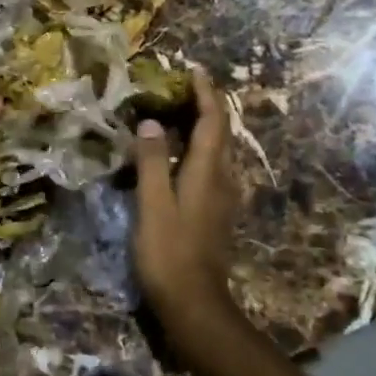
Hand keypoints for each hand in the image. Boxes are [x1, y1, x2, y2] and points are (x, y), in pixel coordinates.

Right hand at [132, 68, 239, 322]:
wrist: (196, 305)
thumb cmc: (169, 254)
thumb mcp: (153, 205)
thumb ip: (152, 162)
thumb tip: (152, 122)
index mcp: (207, 172)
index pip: (212, 122)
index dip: (205, 93)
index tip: (194, 70)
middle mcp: (222, 179)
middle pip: (221, 133)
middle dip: (206, 105)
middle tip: (181, 87)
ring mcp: (223, 199)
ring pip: (218, 151)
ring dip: (203, 127)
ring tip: (179, 113)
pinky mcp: (217, 214)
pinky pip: (212, 168)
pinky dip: (198, 149)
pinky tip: (180, 156)